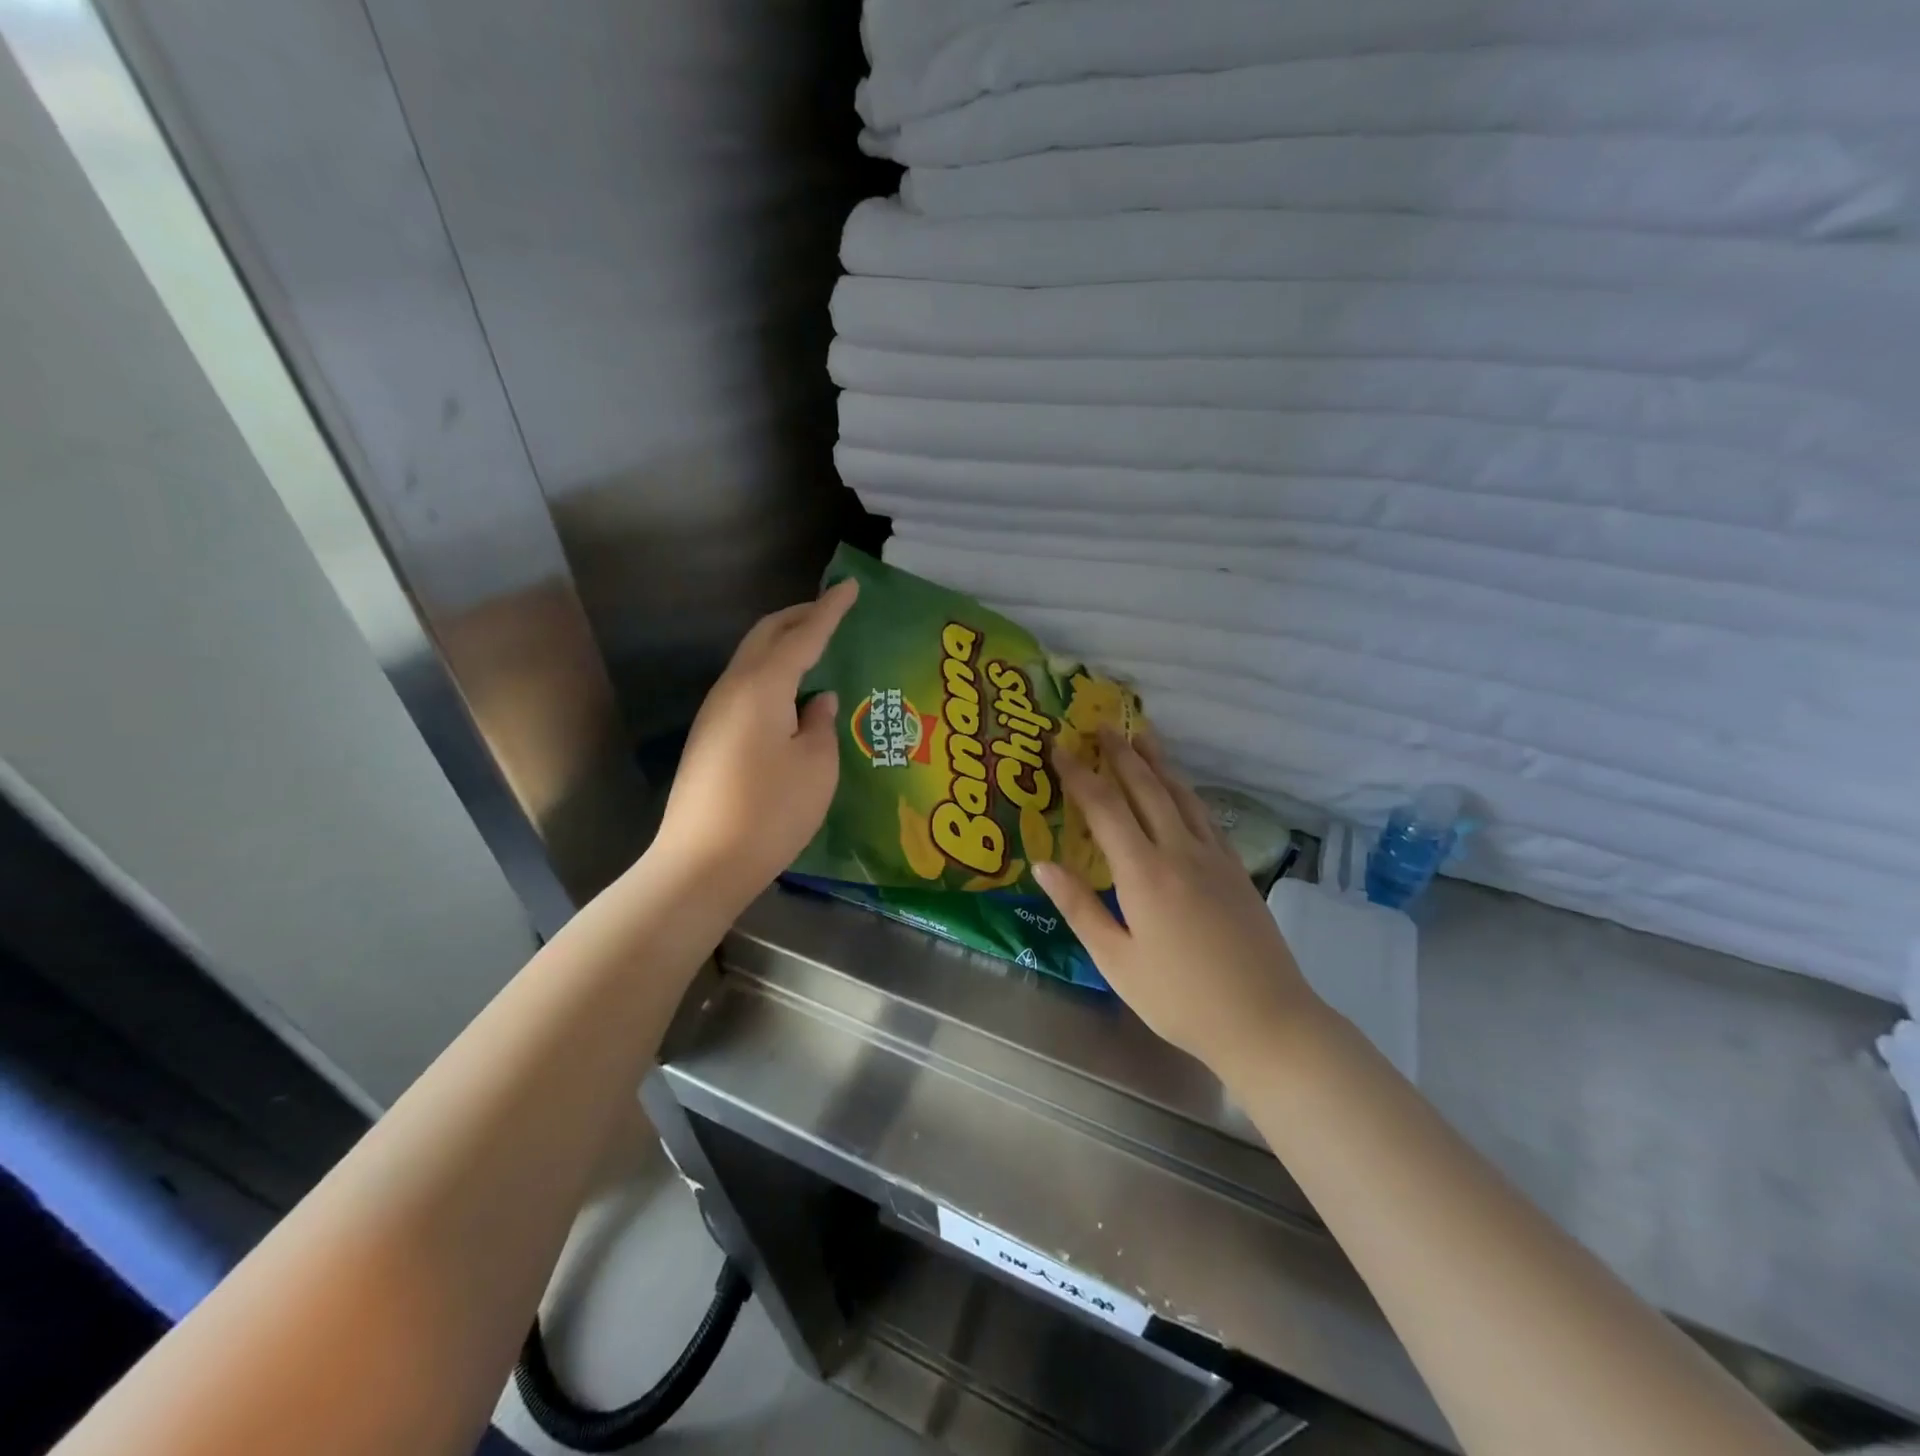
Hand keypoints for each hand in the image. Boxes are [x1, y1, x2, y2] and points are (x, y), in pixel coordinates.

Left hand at [652, 579, 857, 896]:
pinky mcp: (709, 737)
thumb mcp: (817, 767)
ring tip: (815, 649)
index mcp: (763, 687)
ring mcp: (714, 713)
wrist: (702, 862)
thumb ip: (821, 724)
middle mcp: (733, 689)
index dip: (830, 611)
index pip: (803, 635)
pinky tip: (790, 696)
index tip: (850, 587)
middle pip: (765, 636)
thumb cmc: (770, 812)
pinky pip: (745, 686)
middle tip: (831, 611)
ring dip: (782, 645)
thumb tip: (818, 701)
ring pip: (751, 660)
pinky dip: (771, 674)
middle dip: (799, 617)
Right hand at [1034, 730, 1322, 1077]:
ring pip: (1181, 795)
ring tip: (1141, 735)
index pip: (1104, 807)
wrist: (1266, 1021)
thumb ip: (1079, 907)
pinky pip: (1205, 816)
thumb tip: (1042, 863)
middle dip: (1120, 753)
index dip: (1078, 774)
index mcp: (1144, 872)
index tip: (1058, 747)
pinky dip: (1186, 792)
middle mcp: (1180, 851)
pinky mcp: (1236, 870)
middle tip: (1100, 724)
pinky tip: (1181, 789)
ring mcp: (1214, 857)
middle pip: (1146, 788)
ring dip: (1158, 762)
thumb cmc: (1180, 998)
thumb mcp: (1117, 961)